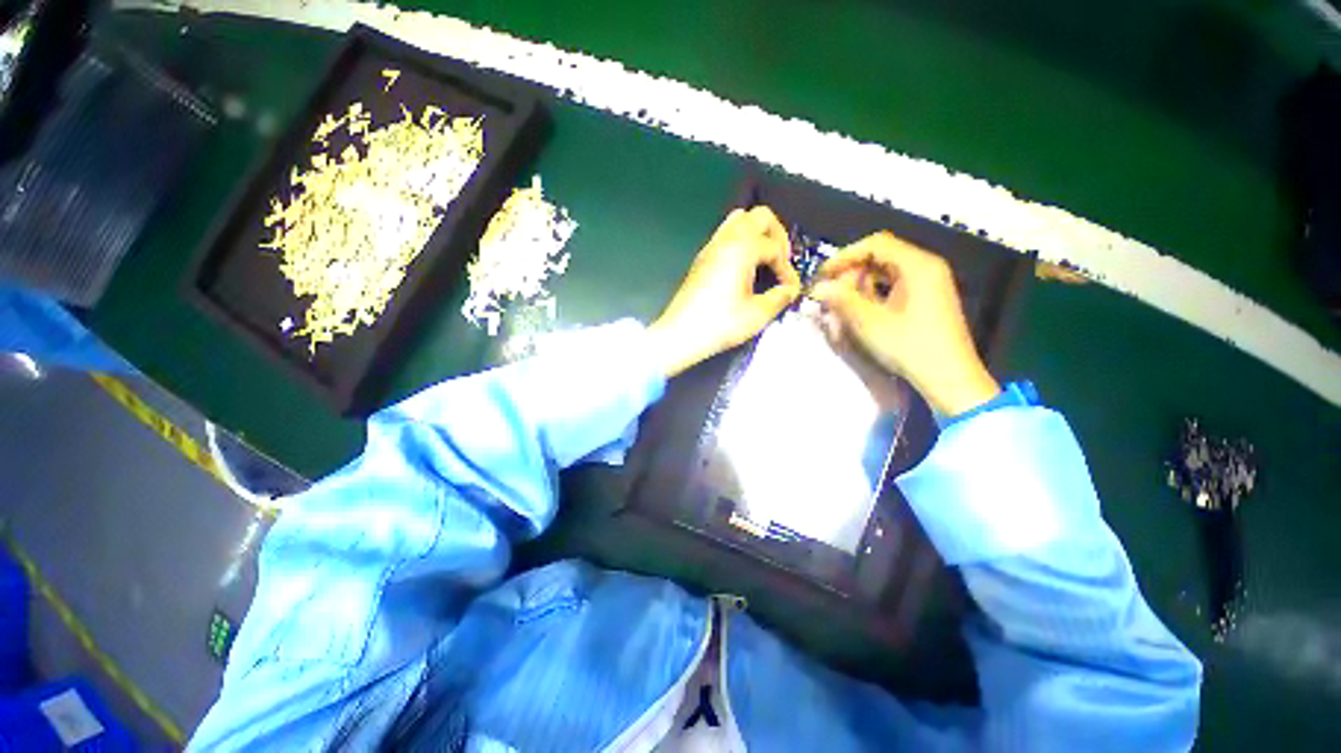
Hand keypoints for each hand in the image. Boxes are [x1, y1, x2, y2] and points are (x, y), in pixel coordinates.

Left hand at [649, 207, 800, 377]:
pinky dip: (741, 241)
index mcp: (742, 249)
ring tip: (765, 259)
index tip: (789, 288)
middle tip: (782, 261)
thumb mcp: (757, 315)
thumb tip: (789, 290)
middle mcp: (726, 240)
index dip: (787, 268)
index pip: (775, 247)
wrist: (681, 333)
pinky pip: (725, 234)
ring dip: (758, 233)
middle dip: (778, 236)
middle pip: (760, 216)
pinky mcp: (702, 258)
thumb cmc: (718, 324)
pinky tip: (744, 267)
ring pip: (740, 220)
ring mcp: (711, 247)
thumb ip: (779, 298)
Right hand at [811, 232, 999, 416]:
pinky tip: (861, 311)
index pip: (876, 244)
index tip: (823, 274)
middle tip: (832, 294)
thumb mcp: (870, 323)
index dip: (845, 256)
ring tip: (842, 305)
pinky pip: (894, 285)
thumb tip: (817, 287)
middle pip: (881, 256)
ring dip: (860, 285)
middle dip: (852, 273)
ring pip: (885, 272)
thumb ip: (842, 300)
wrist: (948, 378)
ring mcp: (929, 283)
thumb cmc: (910, 347)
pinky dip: (874, 294)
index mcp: (918, 265)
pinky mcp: (926, 298)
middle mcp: (926, 267)